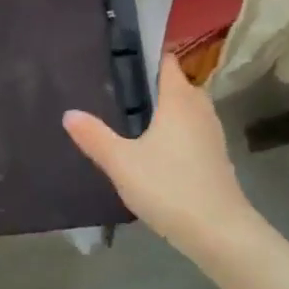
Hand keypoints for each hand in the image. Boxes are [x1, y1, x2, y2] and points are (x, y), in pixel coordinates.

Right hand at [64, 54, 261, 260]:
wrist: (220, 233)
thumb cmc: (169, 187)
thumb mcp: (121, 162)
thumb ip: (94, 136)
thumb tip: (69, 113)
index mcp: (179, 99)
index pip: (167, 61)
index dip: (146, 54)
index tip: (120, 55)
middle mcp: (200, 109)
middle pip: (177, 84)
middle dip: (153, 83)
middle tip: (119, 88)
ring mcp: (212, 134)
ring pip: (187, 109)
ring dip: (165, 109)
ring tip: (132, 116)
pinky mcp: (217, 157)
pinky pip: (192, 130)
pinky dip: (175, 131)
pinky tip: (154, 148)